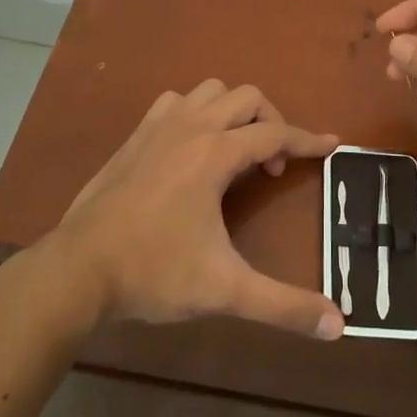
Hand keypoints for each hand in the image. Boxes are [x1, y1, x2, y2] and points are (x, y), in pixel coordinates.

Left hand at [50, 80, 344, 339]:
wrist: (77, 270)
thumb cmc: (154, 273)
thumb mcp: (225, 290)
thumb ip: (284, 306)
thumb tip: (339, 324)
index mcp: (215, 154)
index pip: (276, 134)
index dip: (308, 140)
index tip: (332, 144)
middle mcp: (190, 127)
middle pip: (247, 98)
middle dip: (272, 122)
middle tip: (273, 166)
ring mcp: (158, 127)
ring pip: (210, 92)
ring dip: (233, 112)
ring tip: (237, 152)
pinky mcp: (134, 137)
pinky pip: (175, 103)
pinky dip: (196, 113)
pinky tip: (192, 147)